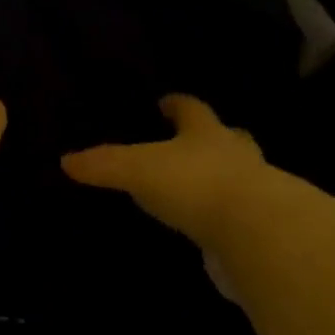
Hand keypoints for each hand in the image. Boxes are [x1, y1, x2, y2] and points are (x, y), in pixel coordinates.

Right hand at [61, 94, 314, 246]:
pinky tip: (219, 225)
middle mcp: (236, 153)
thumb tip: (66, 160)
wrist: (258, 231)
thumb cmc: (194, 184)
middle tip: (193, 143)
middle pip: (227, 136)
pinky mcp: (268, 224)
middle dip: (212, 137)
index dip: (178, 104)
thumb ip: (103, 165)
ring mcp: (259, 188)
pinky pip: (247, 211)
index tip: (166, 103)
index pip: (192, 108)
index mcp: (205, 132)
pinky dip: (233, 212)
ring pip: (243, 172)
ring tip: (205, 185)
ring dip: (227, 174)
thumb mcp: (137, 170)